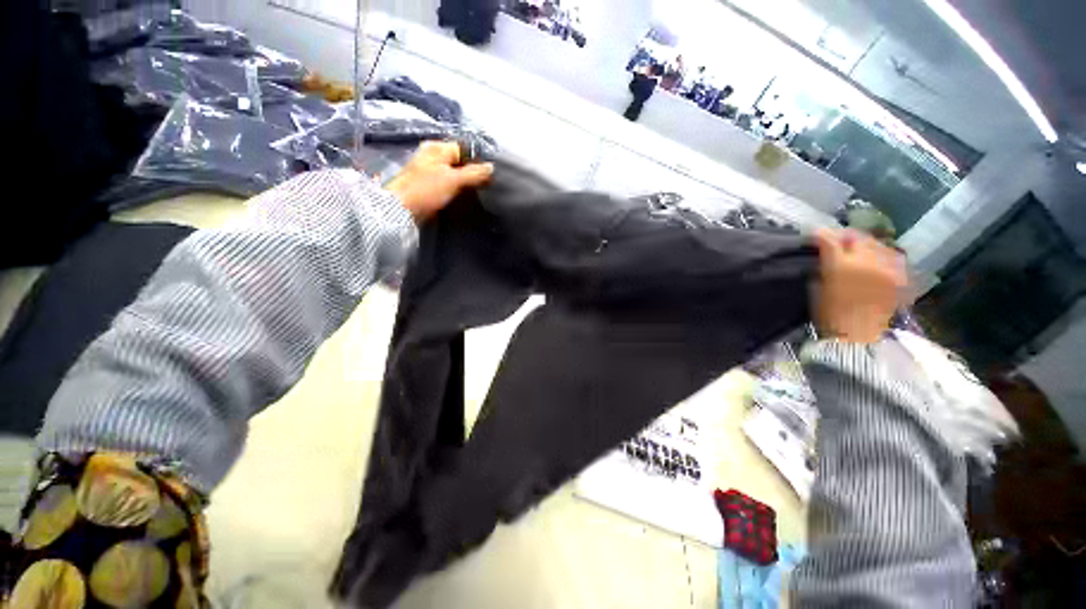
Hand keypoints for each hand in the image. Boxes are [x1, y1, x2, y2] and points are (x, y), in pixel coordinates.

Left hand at [386, 141, 493, 221]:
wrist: (401, 210)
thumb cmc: (426, 190)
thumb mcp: (454, 180)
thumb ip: (474, 173)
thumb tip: (492, 167)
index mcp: (437, 148)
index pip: (464, 149)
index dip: (477, 161)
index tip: (487, 176)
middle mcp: (432, 156)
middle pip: (459, 162)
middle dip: (471, 174)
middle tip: (483, 186)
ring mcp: (429, 171)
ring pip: (454, 175)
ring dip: (464, 184)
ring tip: (475, 194)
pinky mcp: (428, 186)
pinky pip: (447, 185)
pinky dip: (455, 190)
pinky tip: (462, 199)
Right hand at [812, 229, 907, 343]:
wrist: (856, 335)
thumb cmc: (828, 313)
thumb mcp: (817, 287)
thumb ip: (822, 266)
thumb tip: (824, 253)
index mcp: (840, 265)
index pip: (830, 239)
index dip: (822, 235)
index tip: (816, 235)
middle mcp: (867, 261)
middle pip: (858, 237)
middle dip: (846, 237)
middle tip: (838, 241)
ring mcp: (886, 268)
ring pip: (877, 244)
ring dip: (866, 245)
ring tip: (858, 251)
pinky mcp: (898, 276)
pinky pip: (891, 257)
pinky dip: (882, 256)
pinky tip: (875, 262)